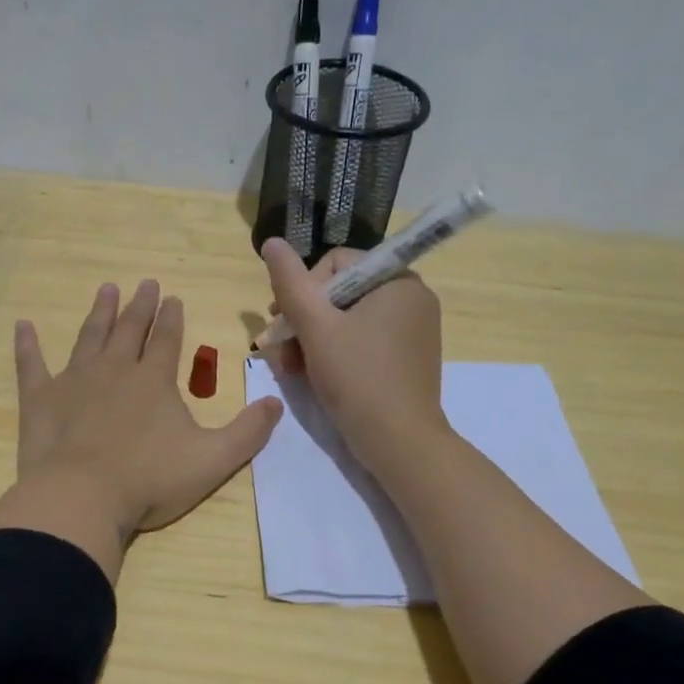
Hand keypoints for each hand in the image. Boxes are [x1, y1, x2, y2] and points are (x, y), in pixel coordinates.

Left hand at [0, 280, 283, 581]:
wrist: (83, 497)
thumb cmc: (150, 480)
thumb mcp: (213, 460)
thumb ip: (248, 432)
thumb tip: (276, 403)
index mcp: (153, 381)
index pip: (166, 340)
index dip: (171, 318)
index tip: (172, 297)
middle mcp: (114, 370)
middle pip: (129, 330)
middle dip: (139, 306)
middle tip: (144, 282)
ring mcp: (74, 381)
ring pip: (89, 337)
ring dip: (99, 313)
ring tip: (106, 290)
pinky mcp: (41, 400)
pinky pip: (31, 365)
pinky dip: (27, 345)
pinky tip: (23, 325)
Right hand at [261, 239, 447, 472]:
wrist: (400, 442)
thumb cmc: (357, 378)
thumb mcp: (316, 327)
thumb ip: (291, 283)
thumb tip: (271, 241)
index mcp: (397, 280)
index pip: (336, 263)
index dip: (303, 290)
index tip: (283, 322)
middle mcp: (411, 297)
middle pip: (340, 291)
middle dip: (304, 319)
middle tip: (280, 348)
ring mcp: (413, 329)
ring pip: (348, 319)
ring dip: (313, 339)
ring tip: (293, 368)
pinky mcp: (408, 357)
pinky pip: (363, 340)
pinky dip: (335, 352)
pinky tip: (314, 375)